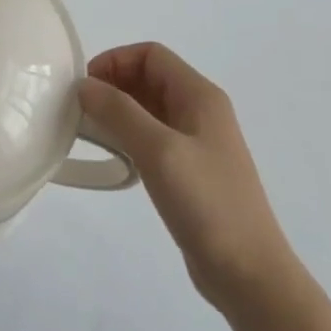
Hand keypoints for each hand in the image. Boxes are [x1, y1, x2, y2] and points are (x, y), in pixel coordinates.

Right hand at [79, 42, 290, 307]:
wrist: (249, 275)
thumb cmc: (207, 203)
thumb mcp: (158, 150)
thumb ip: (119, 112)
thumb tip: (84, 85)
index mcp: (200, 95)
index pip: (150, 55)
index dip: (115, 61)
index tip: (85, 86)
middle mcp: (200, 111)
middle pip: (149, 78)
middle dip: (113, 84)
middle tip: (81, 109)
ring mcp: (197, 142)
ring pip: (149, 108)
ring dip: (119, 111)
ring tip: (90, 131)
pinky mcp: (191, 170)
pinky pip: (153, 137)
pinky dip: (129, 136)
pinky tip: (115, 156)